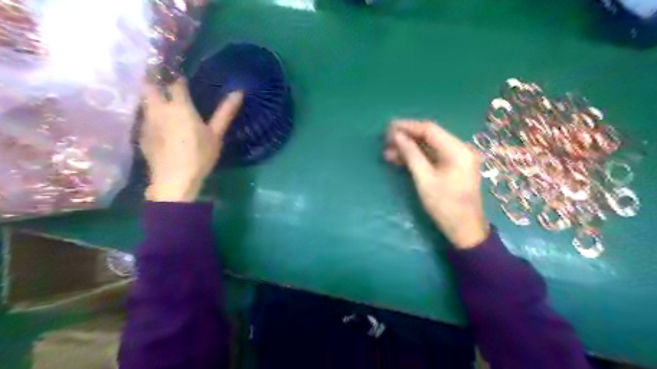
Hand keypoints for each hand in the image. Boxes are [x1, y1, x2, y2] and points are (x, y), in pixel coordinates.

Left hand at [142, 79, 243, 202]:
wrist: (174, 179)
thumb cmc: (200, 155)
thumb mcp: (216, 135)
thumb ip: (225, 112)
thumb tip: (238, 92)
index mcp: (180, 106)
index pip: (175, 82)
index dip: (178, 78)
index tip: (182, 77)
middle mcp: (159, 109)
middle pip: (149, 86)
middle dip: (154, 80)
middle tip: (164, 81)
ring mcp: (147, 122)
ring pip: (144, 102)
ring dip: (151, 98)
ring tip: (161, 101)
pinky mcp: (141, 135)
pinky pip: (144, 118)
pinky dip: (150, 116)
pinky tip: (159, 126)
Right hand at [386, 120, 487, 249]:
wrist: (464, 229)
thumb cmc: (445, 205)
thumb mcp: (425, 179)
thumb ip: (411, 155)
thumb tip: (397, 136)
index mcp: (457, 150)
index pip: (430, 130)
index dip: (408, 127)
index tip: (388, 127)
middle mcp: (459, 149)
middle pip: (429, 137)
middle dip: (407, 138)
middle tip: (386, 141)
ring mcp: (456, 159)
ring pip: (429, 148)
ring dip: (409, 149)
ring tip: (387, 152)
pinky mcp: (451, 168)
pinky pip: (432, 157)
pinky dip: (416, 158)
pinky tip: (399, 159)